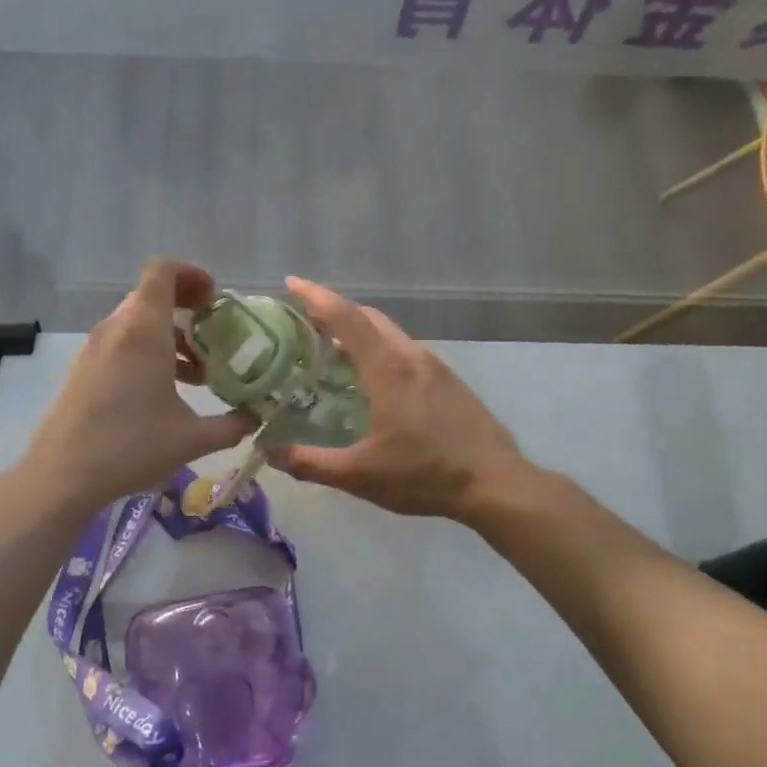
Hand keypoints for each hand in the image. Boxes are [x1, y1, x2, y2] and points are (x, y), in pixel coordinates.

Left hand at [23, 259, 256, 507]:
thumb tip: (256, 418)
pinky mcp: (83, 369)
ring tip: (195, 374)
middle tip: (213, 338)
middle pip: (152, 296)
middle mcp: (116, 328)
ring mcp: (95, 348)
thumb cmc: (131, 446)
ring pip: (136, 322)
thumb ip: (231, 425)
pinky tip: (162, 393)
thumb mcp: (192, 439)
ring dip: (168, 336)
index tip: (214, 300)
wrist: (62, 475)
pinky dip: (146, 352)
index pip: (163, 270)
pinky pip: (121, 343)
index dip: (192, 274)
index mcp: (143, 330)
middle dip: (186, 310)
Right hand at [266, 277, 530, 520]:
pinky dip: (380, 351)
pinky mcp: (450, 382)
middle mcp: (412, 356)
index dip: (316, 297)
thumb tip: (270, 454)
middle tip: (303, 322)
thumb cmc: (425, 475)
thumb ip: (311, 463)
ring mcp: (436, 367)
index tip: (291, 282)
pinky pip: (406, 352)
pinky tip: (372, 381)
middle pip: (369, 318)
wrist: (495, 484)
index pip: (346, 318)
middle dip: (335, 310)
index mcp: (389, 368)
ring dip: (359, 332)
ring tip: (331, 351)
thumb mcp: (360, 475)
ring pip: (390, 334)